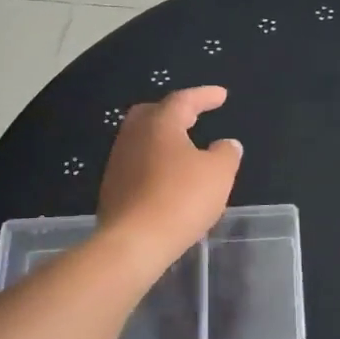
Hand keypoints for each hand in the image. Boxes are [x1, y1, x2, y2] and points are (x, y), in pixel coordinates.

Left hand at [96, 87, 241, 271]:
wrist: (134, 242)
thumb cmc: (181, 199)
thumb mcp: (219, 174)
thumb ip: (226, 153)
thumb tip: (226, 144)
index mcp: (160, 124)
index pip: (184, 100)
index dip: (205, 96)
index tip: (222, 95)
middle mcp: (134, 136)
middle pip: (153, 114)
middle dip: (175, 111)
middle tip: (194, 115)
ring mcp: (118, 162)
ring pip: (142, 140)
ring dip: (164, 140)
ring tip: (183, 148)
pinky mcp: (113, 188)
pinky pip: (137, 165)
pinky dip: (155, 163)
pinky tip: (168, 178)